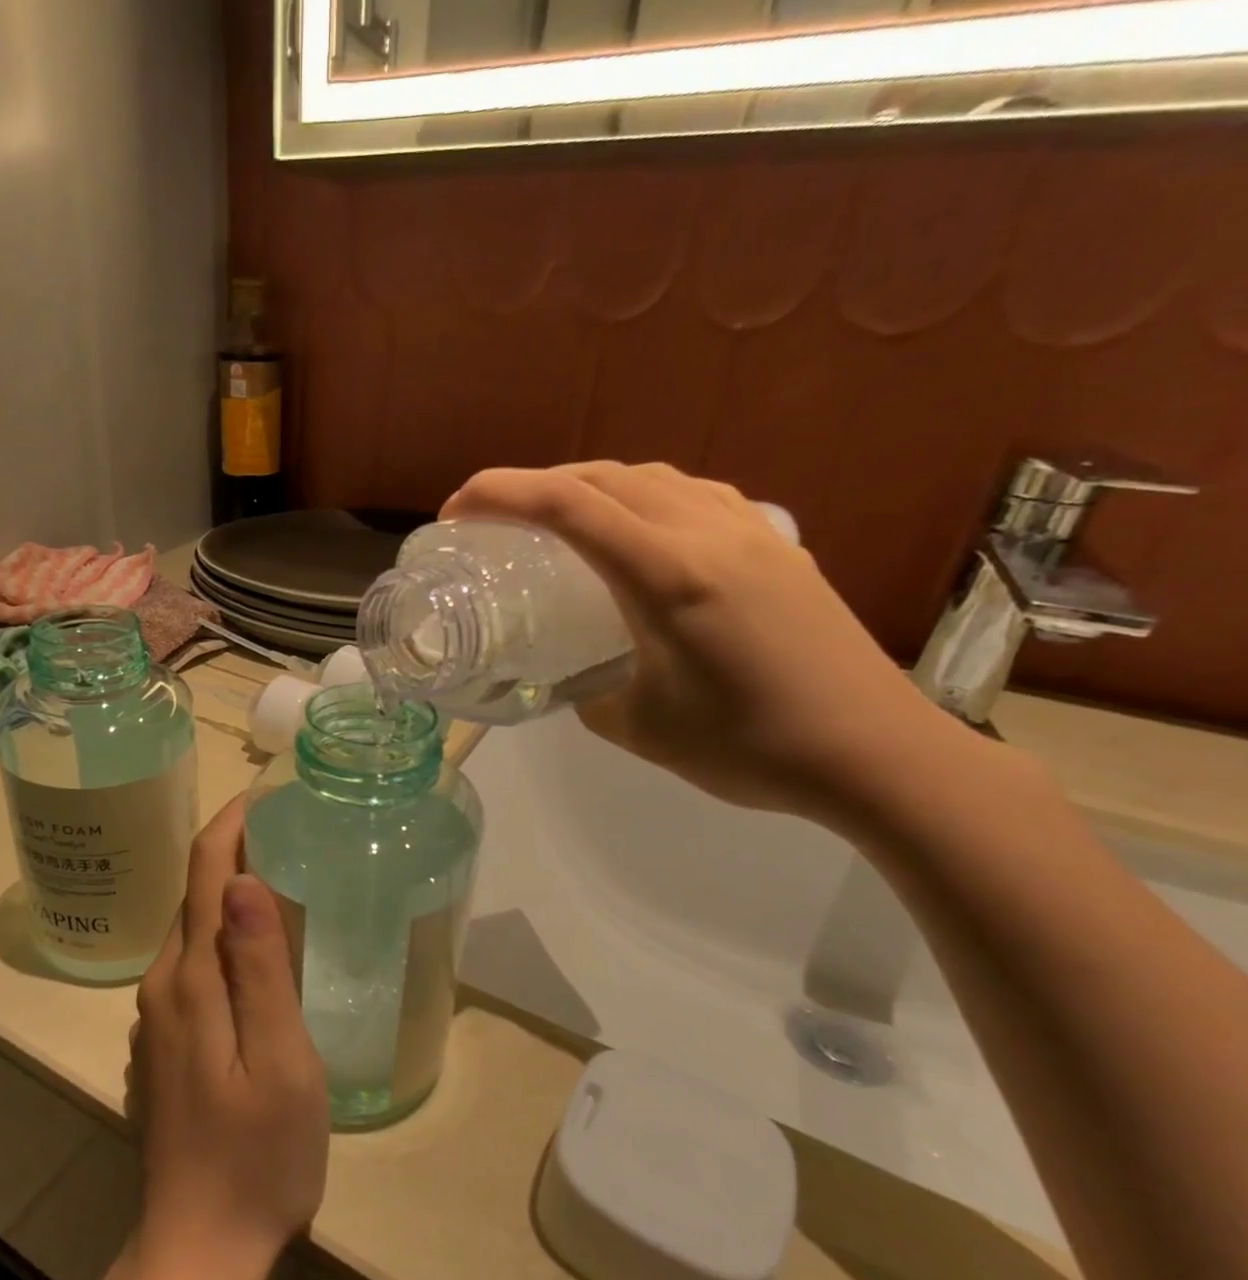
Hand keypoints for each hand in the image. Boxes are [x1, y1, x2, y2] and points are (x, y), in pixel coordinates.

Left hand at [129, 795, 328, 1279]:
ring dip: (228, 892)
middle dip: (233, 851)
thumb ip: (260, 967)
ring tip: (281, 873)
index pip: (205, 874)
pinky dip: (222, 935)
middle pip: (194, 895)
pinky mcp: (164, 1042)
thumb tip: (243, 880)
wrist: (198, 1249)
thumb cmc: (257, 1156)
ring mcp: (156, 1017)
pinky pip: (193, 965)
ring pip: (192, 930)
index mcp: (190, 979)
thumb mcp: (280, 1060)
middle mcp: (162, 985)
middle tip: (290, 828)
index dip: (232, 825)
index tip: (268, 793)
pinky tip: (255, 950)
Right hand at [442, 461, 972, 828]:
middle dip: (534, 485)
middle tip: (494, 520)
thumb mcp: (638, 728)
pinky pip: (694, 495)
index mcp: (666, 574)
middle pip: (603, 476)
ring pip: (652, 476)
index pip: (566, 506)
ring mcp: (750, 531)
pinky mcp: (777, 545)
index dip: (498, 494)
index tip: (455, 511)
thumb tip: (572, 676)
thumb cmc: (749, 747)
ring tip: (558, 520)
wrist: (874, 753)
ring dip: (590, 486)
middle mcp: (707, 533)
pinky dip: (645, 497)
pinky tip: (640, 531)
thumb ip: (587, 692)